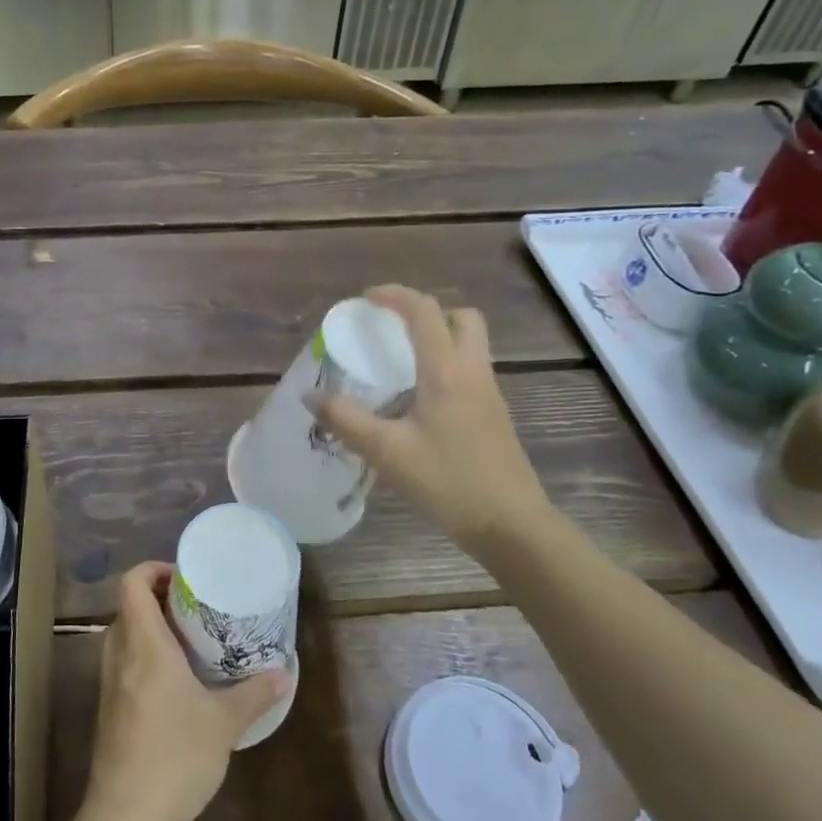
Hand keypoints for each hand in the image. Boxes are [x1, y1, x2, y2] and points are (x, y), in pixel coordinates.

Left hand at [84, 562, 290, 820]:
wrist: (125, 819)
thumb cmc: (175, 757)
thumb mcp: (224, 723)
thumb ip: (254, 693)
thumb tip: (284, 674)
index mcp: (144, 643)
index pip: (133, 582)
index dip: (154, 569)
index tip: (186, 579)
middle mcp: (119, 653)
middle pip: (130, 605)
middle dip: (161, 599)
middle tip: (197, 608)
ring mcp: (108, 682)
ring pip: (125, 634)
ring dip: (153, 628)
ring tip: (191, 642)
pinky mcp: (108, 708)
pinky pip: (123, 662)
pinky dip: (145, 655)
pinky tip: (176, 682)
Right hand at [311, 284, 554, 548]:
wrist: (511, 525)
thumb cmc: (449, 482)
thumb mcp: (387, 452)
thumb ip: (345, 420)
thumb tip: (310, 396)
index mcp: (447, 371)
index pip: (424, 311)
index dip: (394, 295)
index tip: (364, 300)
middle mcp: (472, 372)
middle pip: (461, 317)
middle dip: (426, 312)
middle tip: (393, 329)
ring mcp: (488, 393)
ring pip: (469, 343)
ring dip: (438, 337)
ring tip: (400, 362)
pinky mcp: (493, 414)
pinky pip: (469, 369)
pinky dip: (445, 365)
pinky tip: (418, 399)